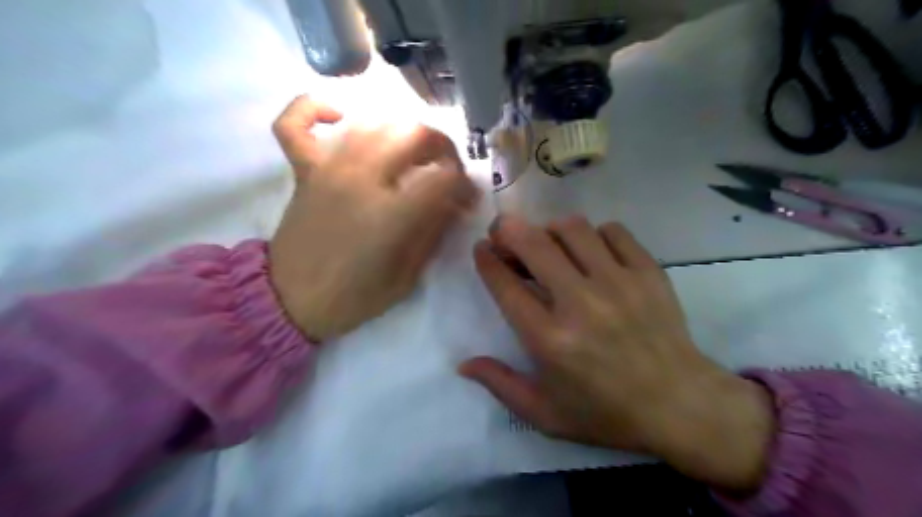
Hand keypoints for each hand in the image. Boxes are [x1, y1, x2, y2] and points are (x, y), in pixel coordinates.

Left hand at [267, 96, 478, 341]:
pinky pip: (296, 122)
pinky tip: (340, 116)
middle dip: (442, 146)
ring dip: (401, 129)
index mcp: (391, 214)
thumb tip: (453, 202)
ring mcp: (328, 169)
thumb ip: (432, 232)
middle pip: (413, 133)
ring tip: (411, 152)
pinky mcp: (303, 170)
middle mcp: (361, 179)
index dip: (465, 184)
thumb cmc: (354, 296)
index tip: (467, 200)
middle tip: (446, 169)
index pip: (444, 176)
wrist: (291, 301)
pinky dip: (315, 108)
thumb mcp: (407, 276)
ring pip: (371, 121)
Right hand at [466, 214, 772, 493]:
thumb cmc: (606, 412)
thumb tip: (463, 364)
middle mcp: (581, 304)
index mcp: (551, 341)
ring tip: (546, 241)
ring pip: (573, 229)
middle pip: (535, 245)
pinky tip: (591, 250)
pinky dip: (595, 234)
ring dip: (550, 229)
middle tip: (502, 231)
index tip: (481, 249)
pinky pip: (613, 232)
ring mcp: (618, 284)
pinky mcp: (648, 273)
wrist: (679, 405)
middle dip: (508, 230)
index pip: (506, 287)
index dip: (487, 261)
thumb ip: (500, 385)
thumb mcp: (545, 413)